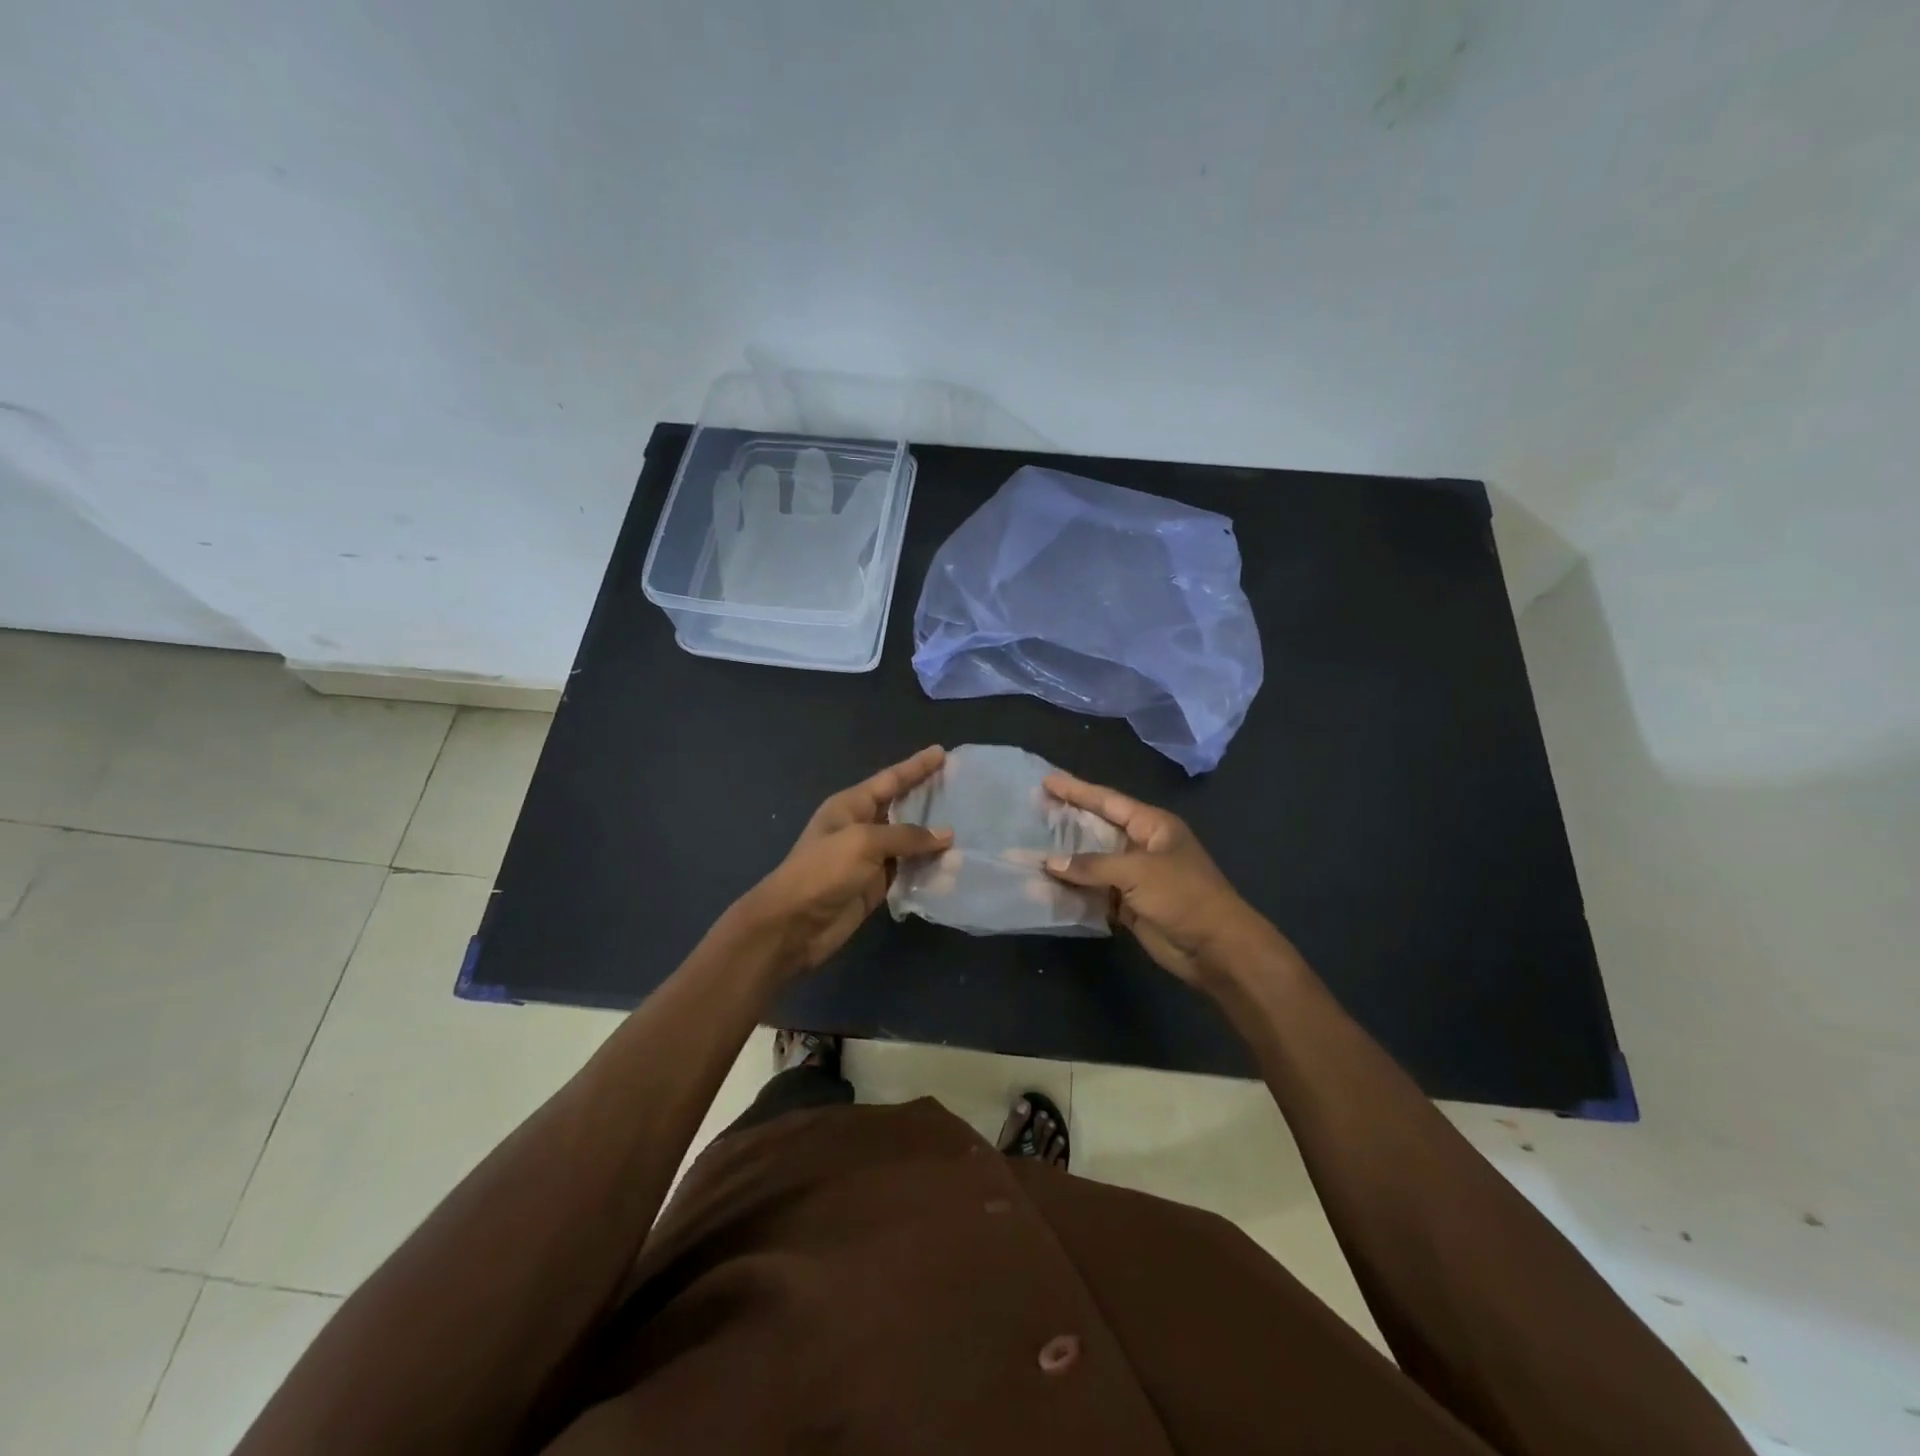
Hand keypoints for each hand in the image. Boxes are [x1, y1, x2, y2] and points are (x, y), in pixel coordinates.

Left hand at [739, 746, 952, 976]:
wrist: (793, 924)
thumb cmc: (822, 871)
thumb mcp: (863, 842)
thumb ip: (906, 836)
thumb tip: (946, 835)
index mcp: (851, 805)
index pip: (891, 780)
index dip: (916, 766)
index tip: (942, 752)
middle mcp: (862, 827)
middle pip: (903, 807)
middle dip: (930, 799)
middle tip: (963, 789)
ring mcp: (870, 858)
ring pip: (910, 842)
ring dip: (935, 839)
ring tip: (970, 829)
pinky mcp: (877, 885)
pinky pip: (909, 871)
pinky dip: (929, 869)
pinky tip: (954, 867)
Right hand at [1043, 772, 1279, 987]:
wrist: (1216, 948)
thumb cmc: (1183, 896)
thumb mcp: (1138, 872)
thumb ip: (1092, 865)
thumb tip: (1050, 863)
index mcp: (1152, 825)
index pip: (1108, 801)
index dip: (1077, 790)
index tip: (1046, 781)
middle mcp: (1141, 846)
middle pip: (1097, 829)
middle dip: (1066, 822)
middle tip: (1031, 811)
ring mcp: (1135, 876)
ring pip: (1092, 863)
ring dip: (1064, 861)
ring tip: (1028, 850)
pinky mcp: (1129, 905)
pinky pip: (1094, 892)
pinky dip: (1073, 891)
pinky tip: (1045, 887)